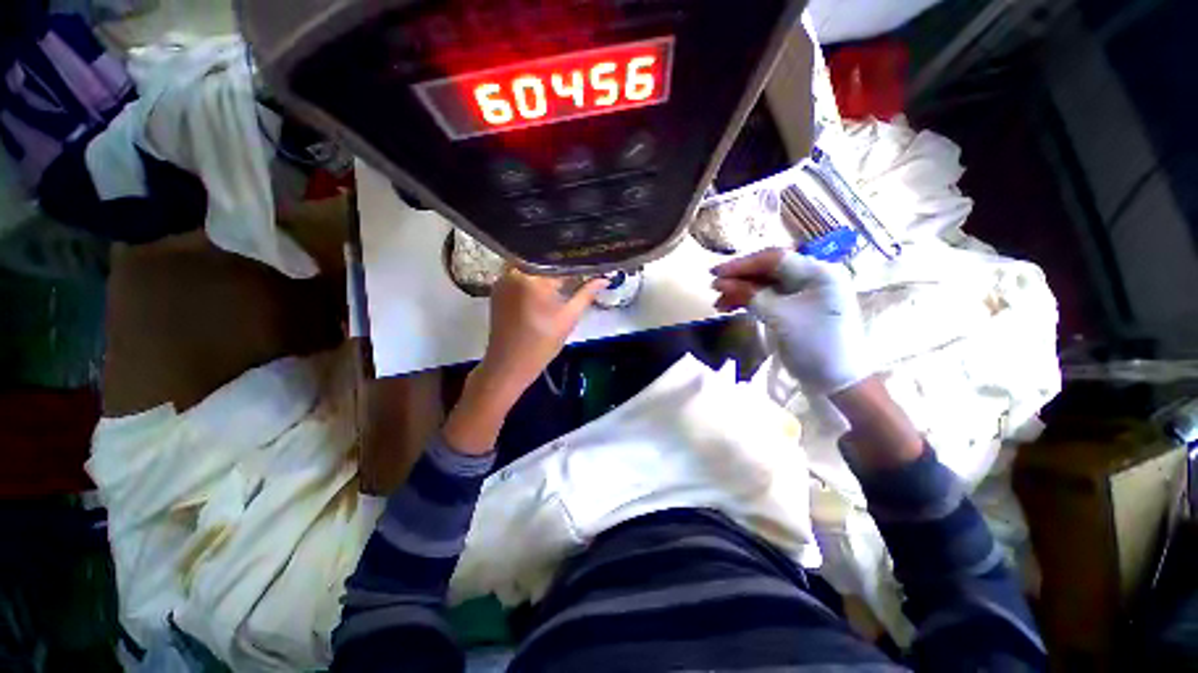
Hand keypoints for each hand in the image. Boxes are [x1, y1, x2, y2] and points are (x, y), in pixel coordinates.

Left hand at [444, 269, 604, 452]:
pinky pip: (520, 274)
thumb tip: (605, 278)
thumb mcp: (568, 318)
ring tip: (568, 276)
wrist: (508, 365)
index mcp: (531, 277)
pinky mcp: (498, 288)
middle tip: (582, 269)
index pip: (560, 262)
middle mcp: (513, 271)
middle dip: (563, 265)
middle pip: (544, 260)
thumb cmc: (541, 344)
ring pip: (531, 265)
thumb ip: (586, 294)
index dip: (578, 263)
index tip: (592, 264)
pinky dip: (534, 277)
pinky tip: (548, 285)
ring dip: (548, 271)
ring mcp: (502, 279)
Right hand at [711, 248, 871, 394]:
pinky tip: (731, 307)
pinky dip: (750, 301)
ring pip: (766, 284)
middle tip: (714, 288)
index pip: (774, 259)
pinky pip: (770, 297)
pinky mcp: (798, 307)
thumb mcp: (779, 317)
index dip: (742, 264)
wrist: (837, 381)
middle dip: (739, 279)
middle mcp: (814, 276)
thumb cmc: (814, 345)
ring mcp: (806, 292)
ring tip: (719, 304)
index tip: (716, 273)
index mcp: (819, 272)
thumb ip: (750, 295)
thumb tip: (721, 282)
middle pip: (769, 270)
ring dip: (741, 291)